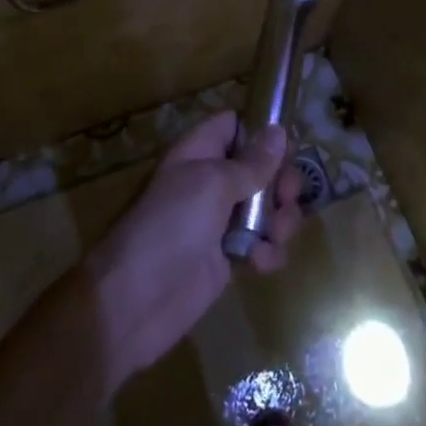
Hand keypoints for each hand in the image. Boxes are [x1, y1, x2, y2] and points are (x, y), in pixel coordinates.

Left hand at [84, 111, 303, 388]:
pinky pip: (260, 245)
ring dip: (280, 220)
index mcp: (200, 152)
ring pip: (265, 208)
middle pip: (258, 168)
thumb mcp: (212, 184)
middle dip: (280, 181)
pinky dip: (268, 252)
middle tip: (288, 197)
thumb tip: (278, 130)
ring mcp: (219, 221)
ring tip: (277, 234)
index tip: (287, 147)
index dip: (260, 132)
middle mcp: (211, 181)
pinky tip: (261, 263)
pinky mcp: (227, 258)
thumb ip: (251, 162)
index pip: (233, 126)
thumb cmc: (172, 225)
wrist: (137, 299)